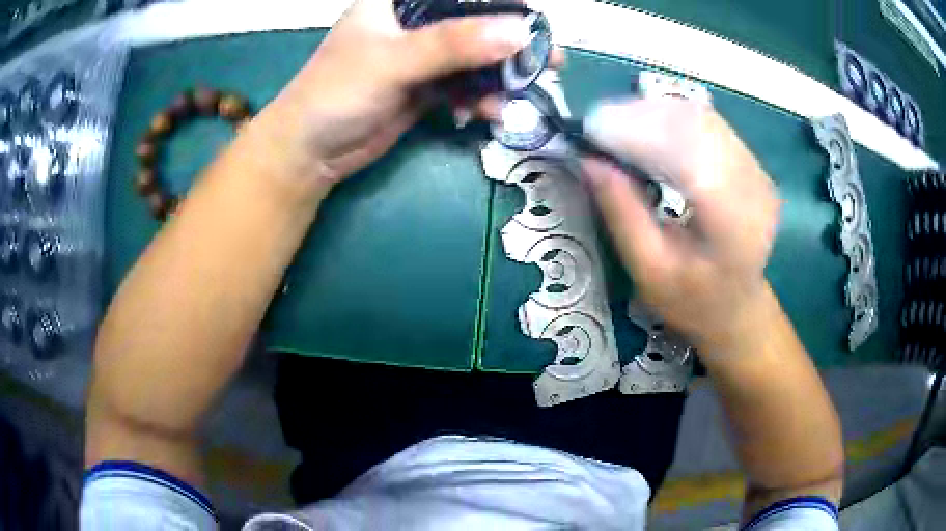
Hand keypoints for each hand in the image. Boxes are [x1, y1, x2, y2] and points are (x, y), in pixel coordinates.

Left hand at [256, 0, 535, 187]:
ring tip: (521, 97)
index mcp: (399, 1)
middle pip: (475, 23)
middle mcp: (414, 23)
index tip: (533, 20)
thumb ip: (452, 45)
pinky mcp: (425, 87)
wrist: (308, 152)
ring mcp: (422, 56)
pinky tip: (490, 114)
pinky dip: (482, 99)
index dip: (499, 2)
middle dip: (511, 44)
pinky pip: (465, 86)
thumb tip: (519, 33)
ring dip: (501, 77)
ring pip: (476, 57)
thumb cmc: (335, 93)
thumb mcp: (392, 61)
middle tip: (548, 62)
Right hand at [582, 99, 780, 354]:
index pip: (687, 155)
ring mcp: (757, 170)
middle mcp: (753, 187)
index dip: (638, 133)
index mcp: (733, 224)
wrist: (737, 306)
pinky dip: (670, 117)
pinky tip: (646, 127)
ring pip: (701, 117)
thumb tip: (589, 160)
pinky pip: (707, 124)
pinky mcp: (751, 162)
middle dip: (642, 116)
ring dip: (654, 112)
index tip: (591, 130)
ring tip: (616, 124)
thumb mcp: (649, 270)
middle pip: (696, 126)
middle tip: (597, 125)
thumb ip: (622, 214)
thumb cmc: (692, 301)